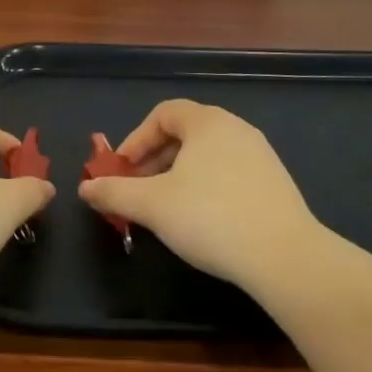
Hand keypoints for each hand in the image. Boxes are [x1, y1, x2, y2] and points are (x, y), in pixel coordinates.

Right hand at [78, 100, 320, 289]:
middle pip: (184, 133)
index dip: (136, 139)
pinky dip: (206, 188)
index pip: (163, 113)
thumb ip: (115, 192)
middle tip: (138, 191)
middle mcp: (235, 128)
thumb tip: (85, 188)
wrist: (285, 257)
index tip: (121, 170)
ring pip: (206, 156)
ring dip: (178, 176)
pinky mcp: (275, 184)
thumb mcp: (152, 205)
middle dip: (154, 160)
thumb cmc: (211, 218)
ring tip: (166, 209)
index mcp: (207, 121)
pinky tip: (202, 222)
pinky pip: (229, 173)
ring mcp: (260, 155)